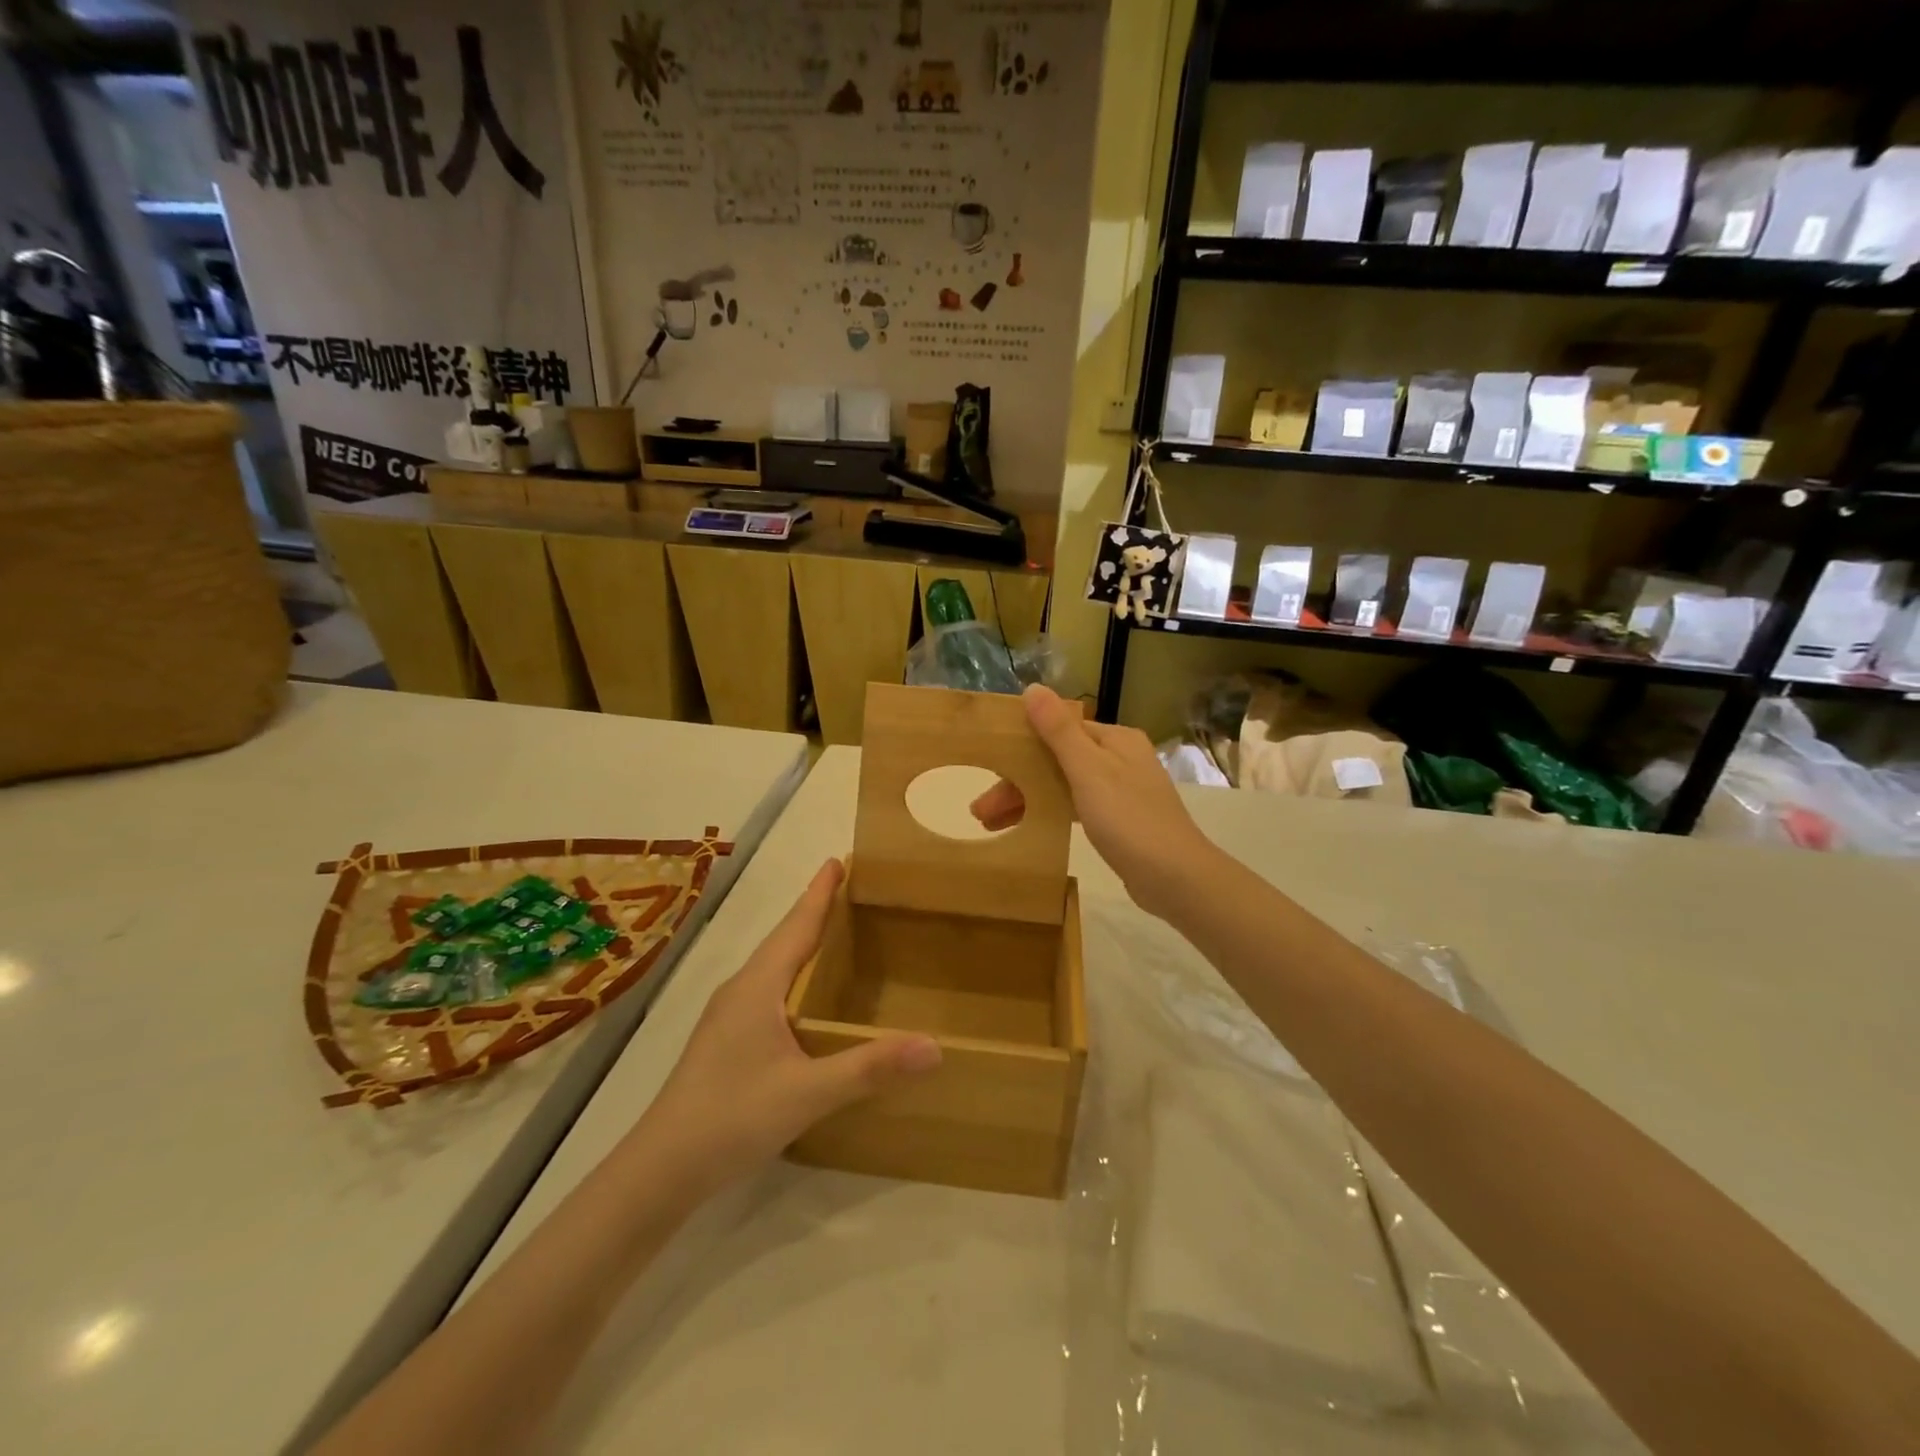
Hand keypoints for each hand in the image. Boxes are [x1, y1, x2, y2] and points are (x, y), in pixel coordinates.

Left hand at [634, 859, 940, 1196]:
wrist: (660, 1169)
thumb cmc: (732, 1117)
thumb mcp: (808, 1093)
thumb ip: (869, 1068)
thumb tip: (934, 1045)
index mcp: (758, 986)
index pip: (796, 926)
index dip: (819, 893)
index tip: (839, 860)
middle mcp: (741, 990)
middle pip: (784, 939)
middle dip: (814, 910)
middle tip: (848, 890)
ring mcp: (727, 1015)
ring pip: (772, 965)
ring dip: (801, 941)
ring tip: (833, 933)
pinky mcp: (724, 1040)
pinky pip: (766, 988)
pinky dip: (792, 974)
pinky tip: (804, 998)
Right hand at [972, 685, 1214, 919]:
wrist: (1176, 878)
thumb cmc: (1129, 819)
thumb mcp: (1088, 771)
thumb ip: (1059, 731)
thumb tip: (1033, 687)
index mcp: (1114, 739)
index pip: (1057, 732)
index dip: (1019, 749)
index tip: (987, 770)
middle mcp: (1120, 758)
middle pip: (1057, 761)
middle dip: (1018, 782)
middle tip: (981, 812)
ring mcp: (1121, 789)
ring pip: (1063, 785)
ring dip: (1029, 799)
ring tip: (991, 825)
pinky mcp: (1120, 820)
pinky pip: (1076, 807)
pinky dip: (1051, 813)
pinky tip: (1028, 827)